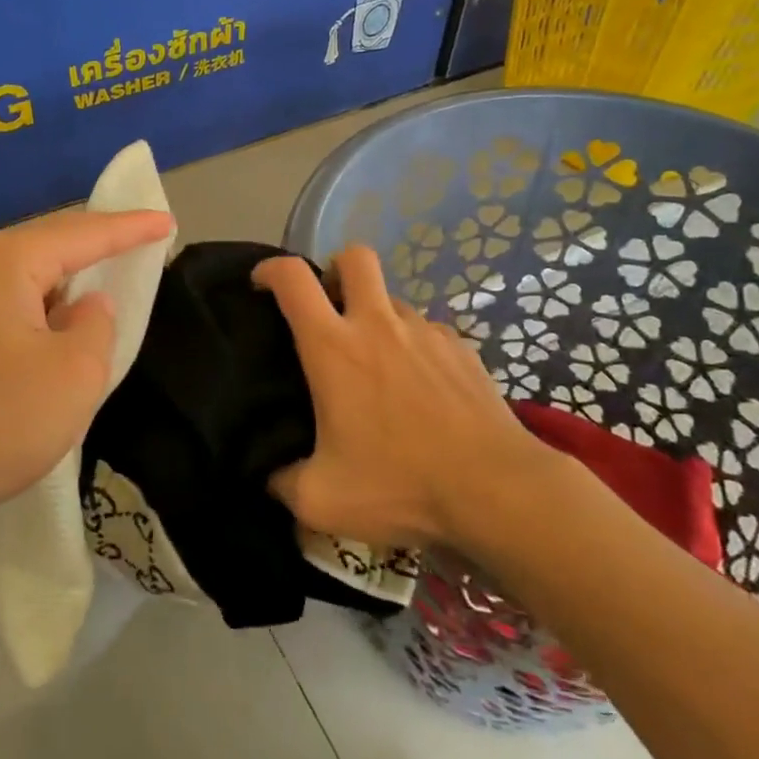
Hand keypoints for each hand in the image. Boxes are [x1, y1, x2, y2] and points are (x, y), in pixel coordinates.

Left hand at [0, 207, 175, 544]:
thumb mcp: (74, 375)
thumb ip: (97, 325)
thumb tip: (86, 306)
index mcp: (6, 262)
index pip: (83, 233)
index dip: (129, 228)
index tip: (166, 222)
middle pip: (50, 244)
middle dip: (97, 244)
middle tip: (141, 241)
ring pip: (26, 276)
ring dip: (67, 279)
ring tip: (105, 278)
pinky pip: (7, 302)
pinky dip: (42, 306)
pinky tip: (55, 324)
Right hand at [255, 246, 563, 549]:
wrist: (497, 491)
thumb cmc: (400, 485)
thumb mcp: (322, 500)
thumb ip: (283, 483)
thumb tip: (271, 478)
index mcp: (334, 348)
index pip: (292, 279)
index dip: (270, 270)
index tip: (261, 285)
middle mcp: (378, 325)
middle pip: (354, 257)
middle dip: (335, 269)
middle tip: (330, 308)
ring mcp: (426, 332)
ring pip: (393, 299)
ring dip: (376, 317)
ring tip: (378, 365)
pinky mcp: (463, 348)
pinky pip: (427, 332)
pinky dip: (414, 347)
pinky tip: (421, 389)